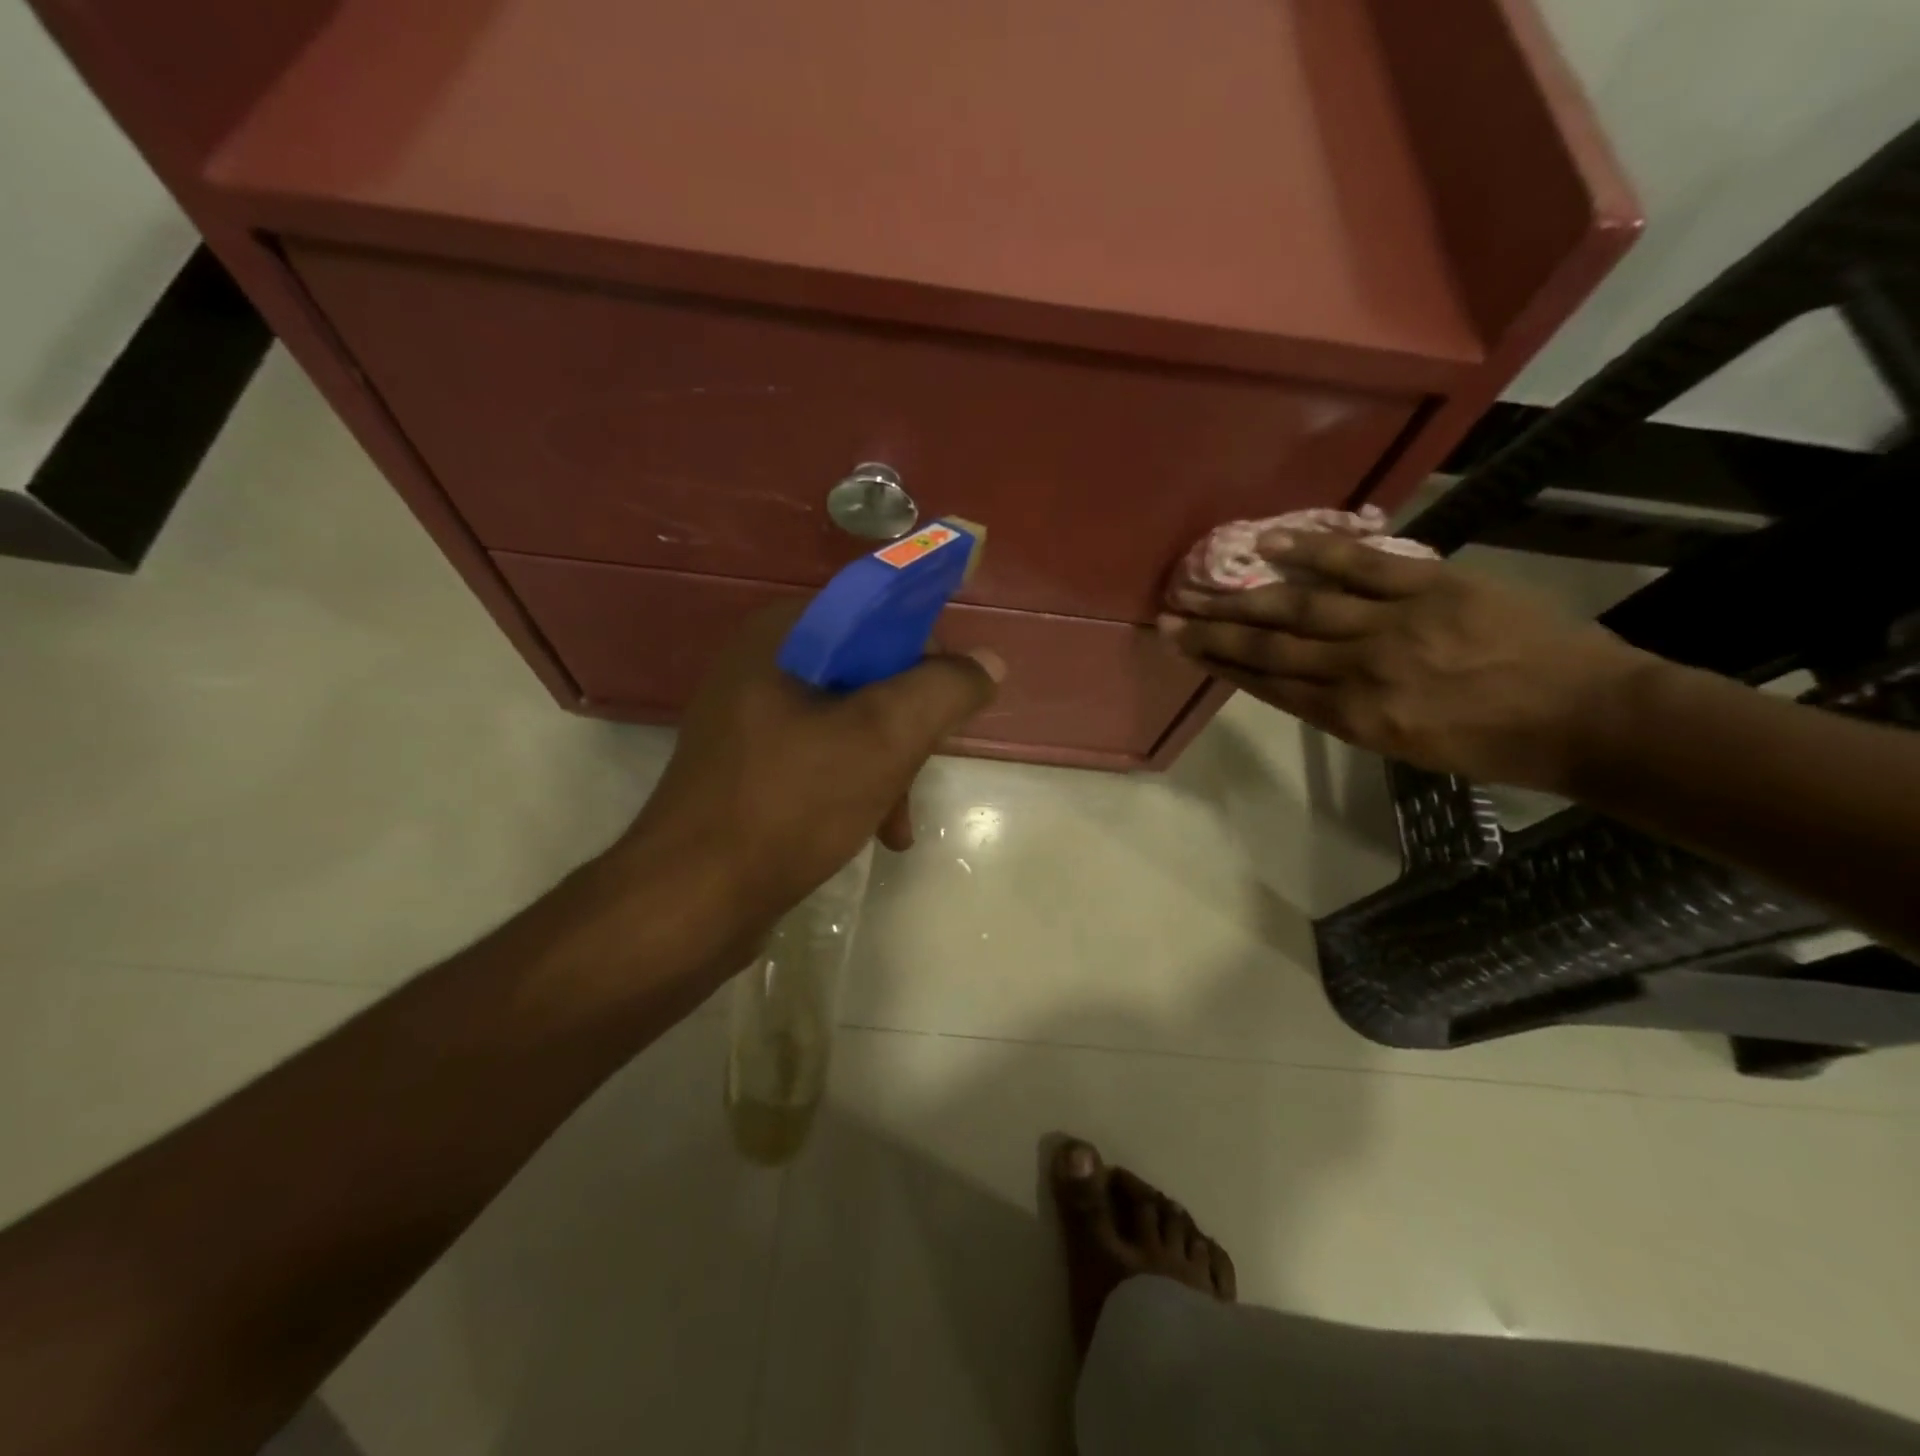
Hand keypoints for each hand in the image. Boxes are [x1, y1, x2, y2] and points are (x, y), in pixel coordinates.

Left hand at [620, 604, 1001, 932]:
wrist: (690, 902)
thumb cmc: (789, 804)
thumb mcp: (883, 737)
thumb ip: (944, 689)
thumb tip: (987, 663)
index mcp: (783, 635)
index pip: (876, 613)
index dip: (925, 652)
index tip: (949, 703)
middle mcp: (762, 667)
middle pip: (868, 673)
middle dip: (908, 726)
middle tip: (925, 767)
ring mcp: (751, 721)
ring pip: (851, 722)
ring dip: (889, 766)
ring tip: (901, 822)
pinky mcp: (750, 769)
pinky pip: (823, 759)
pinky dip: (858, 788)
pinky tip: (878, 834)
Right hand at [1159, 530, 1655, 790]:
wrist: (1587, 717)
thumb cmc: (1494, 744)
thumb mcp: (1407, 746)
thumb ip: (1348, 712)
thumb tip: (1301, 682)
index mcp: (1355, 719)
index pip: (1271, 685)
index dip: (1221, 665)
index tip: (1184, 648)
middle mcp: (1361, 672)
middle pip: (1271, 646)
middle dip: (1214, 631)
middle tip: (1169, 616)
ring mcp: (1393, 625)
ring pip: (1302, 607)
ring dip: (1243, 596)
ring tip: (1199, 584)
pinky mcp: (1430, 586)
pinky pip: (1360, 564)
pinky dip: (1312, 552)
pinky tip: (1269, 544)